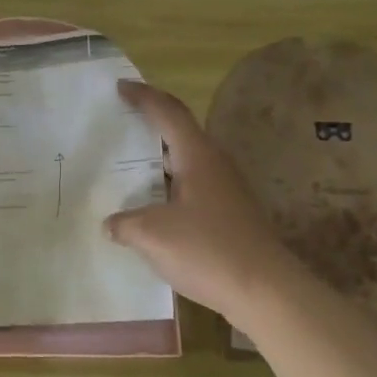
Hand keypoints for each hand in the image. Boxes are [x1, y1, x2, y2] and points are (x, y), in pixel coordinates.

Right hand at [105, 80, 293, 319]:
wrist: (265, 290)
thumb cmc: (208, 250)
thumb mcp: (153, 235)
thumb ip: (126, 223)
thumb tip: (111, 224)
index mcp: (198, 156)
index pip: (168, 112)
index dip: (143, 96)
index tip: (120, 86)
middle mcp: (215, 164)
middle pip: (180, 132)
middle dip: (151, 123)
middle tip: (120, 123)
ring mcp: (226, 189)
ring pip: (187, 161)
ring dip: (159, 159)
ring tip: (129, 166)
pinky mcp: (230, 214)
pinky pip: (192, 186)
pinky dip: (169, 185)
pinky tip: (152, 206)